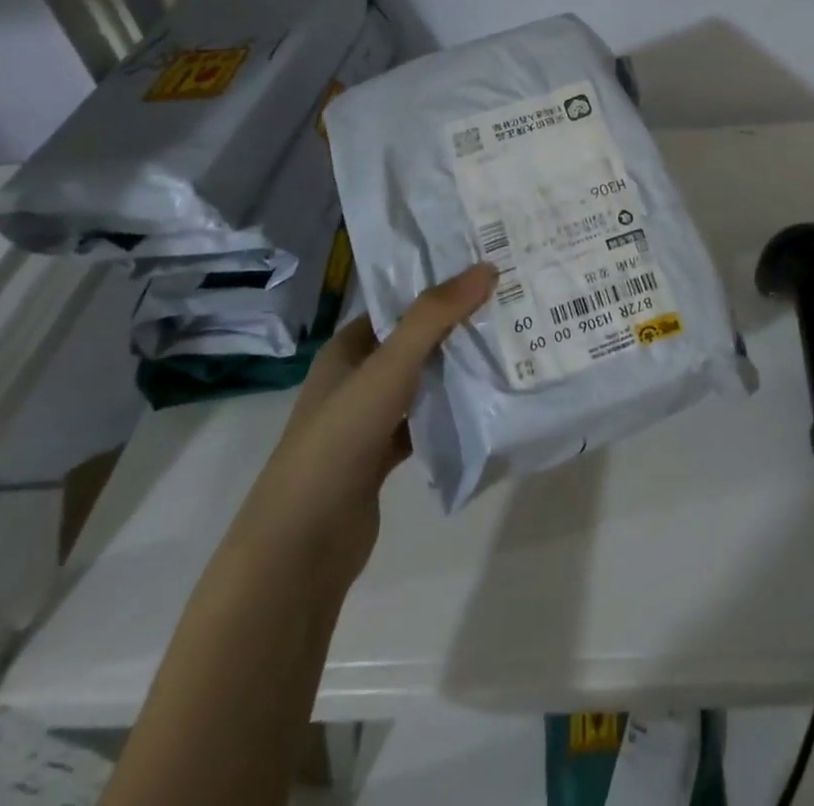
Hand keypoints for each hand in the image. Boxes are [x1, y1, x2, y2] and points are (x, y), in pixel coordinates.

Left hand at [238, 262, 495, 583]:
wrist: (302, 545)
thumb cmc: (339, 439)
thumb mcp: (388, 367)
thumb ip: (434, 317)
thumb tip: (485, 268)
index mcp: (347, 349)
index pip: (399, 305)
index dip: (440, 287)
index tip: (489, 273)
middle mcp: (356, 378)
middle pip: (415, 342)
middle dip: (457, 326)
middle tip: (511, 305)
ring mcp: (368, 420)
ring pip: (422, 382)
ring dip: (457, 369)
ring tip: (509, 346)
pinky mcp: (382, 457)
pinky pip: (425, 421)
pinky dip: (450, 412)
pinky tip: (487, 404)